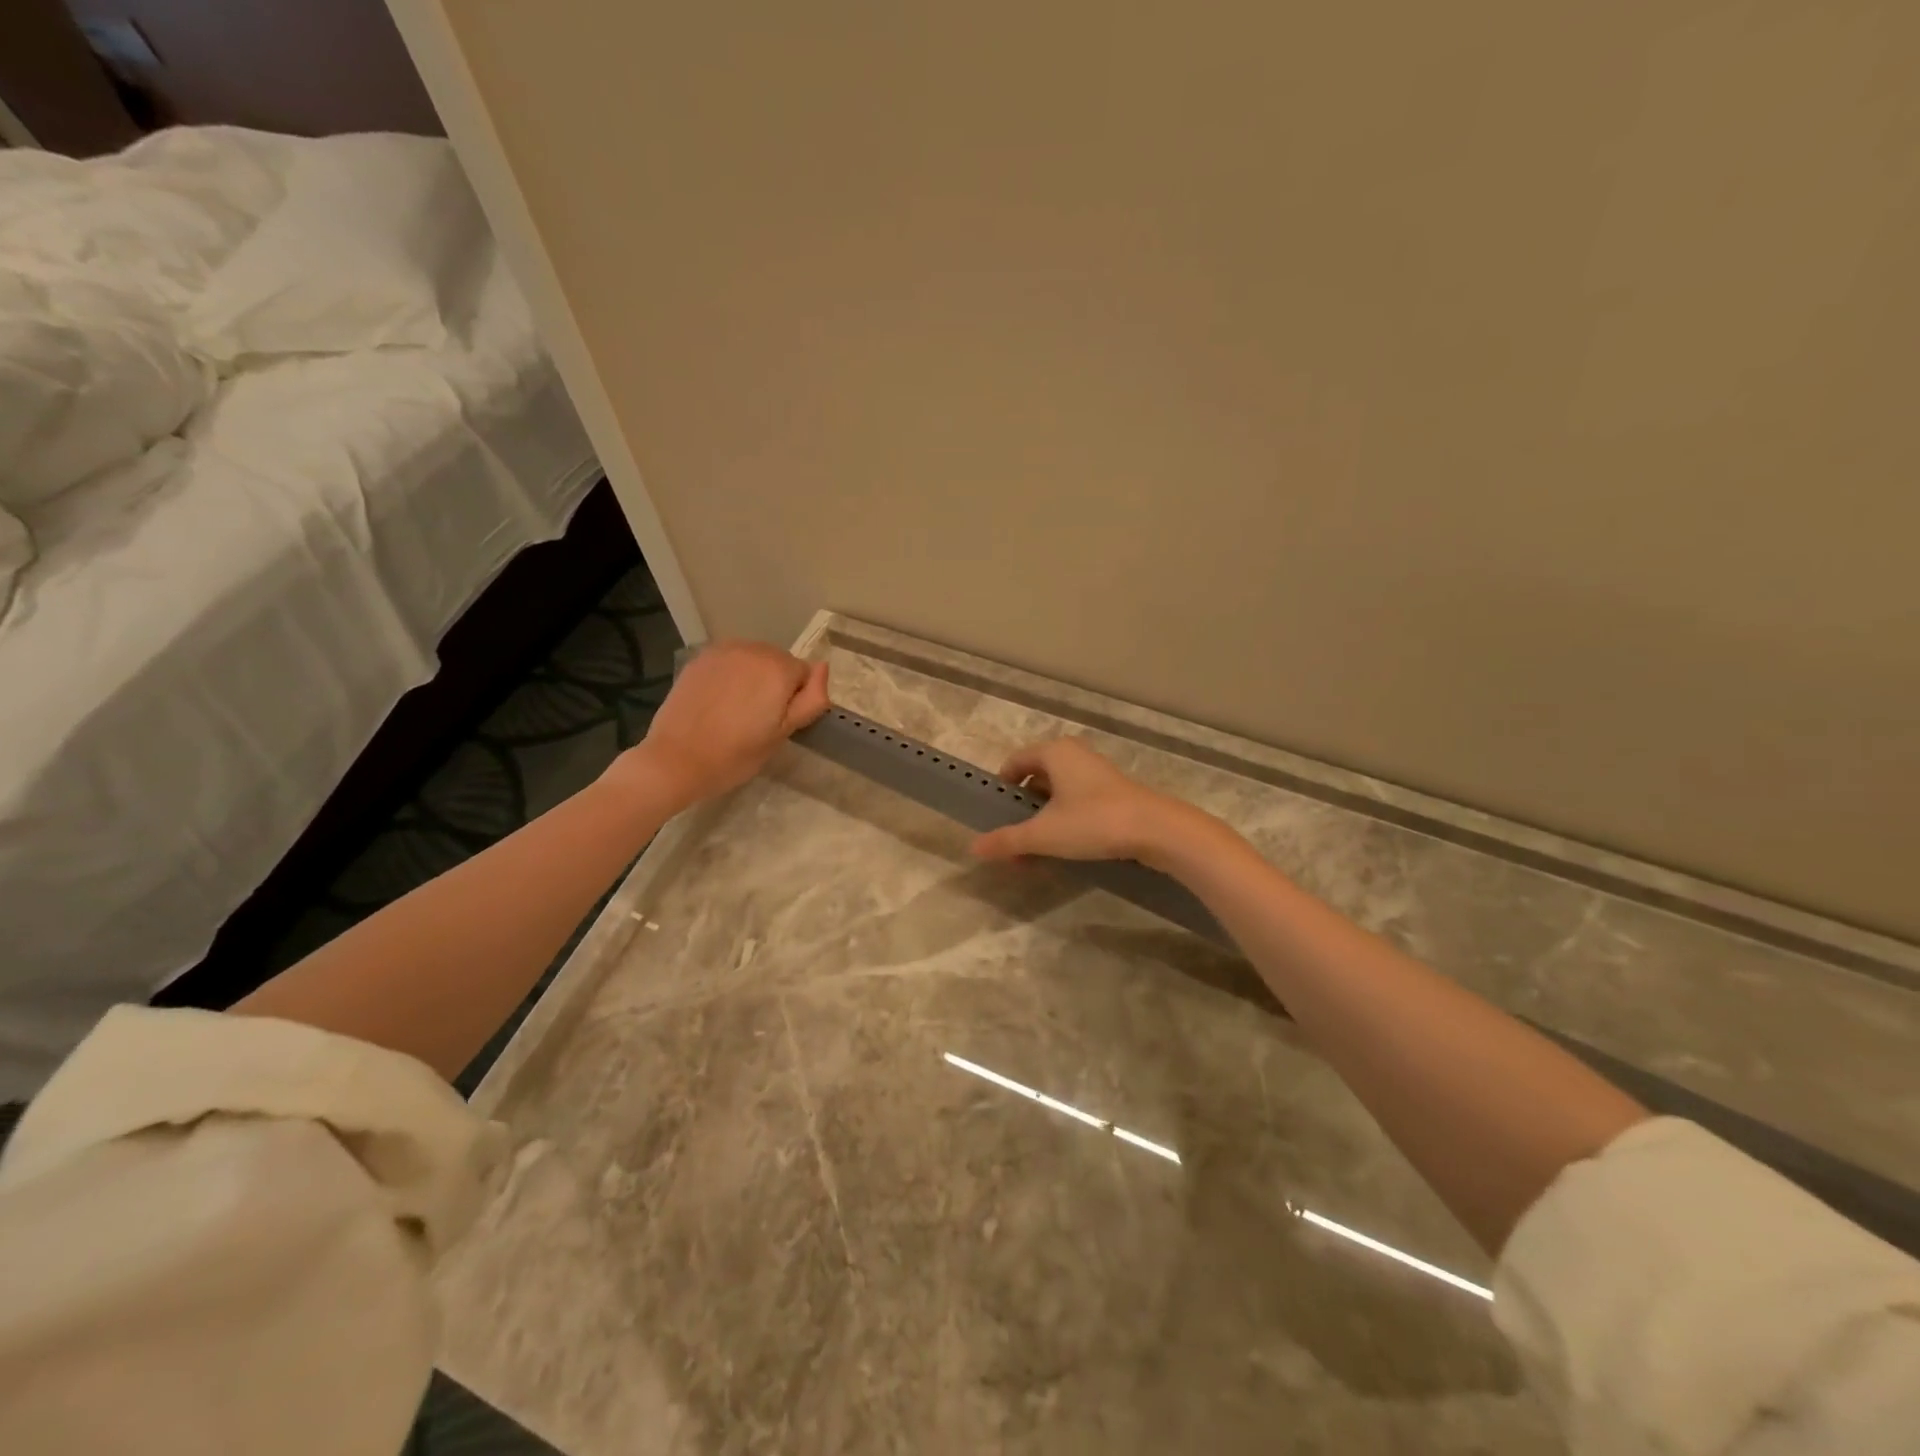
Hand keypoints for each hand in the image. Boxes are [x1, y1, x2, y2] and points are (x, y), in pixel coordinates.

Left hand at [622, 640, 829, 809]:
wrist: (675, 760)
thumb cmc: (735, 754)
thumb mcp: (783, 734)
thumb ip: (810, 699)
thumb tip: (823, 668)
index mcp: (778, 669)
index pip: (804, 675)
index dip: (795, 700)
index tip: (777, 724)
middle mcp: (753, 650)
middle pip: (779, 662)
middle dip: (775, 684)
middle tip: (757, 720)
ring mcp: (723, 651)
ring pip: (754, 659)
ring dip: (752, 677)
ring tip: (736, 710)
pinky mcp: (700, 659)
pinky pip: (729, 661)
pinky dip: (730, 675)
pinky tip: (717, 701)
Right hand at [970, 738, 1207, 865]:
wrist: (1156, 830)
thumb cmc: (1093, 822)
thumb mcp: (1043, 834)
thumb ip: (1007, 840)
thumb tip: (973, 847)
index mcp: (1054, 752)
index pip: (1015, 762)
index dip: (1001, 788)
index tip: (995, 816)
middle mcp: (1074, 755)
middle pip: (1036, 778)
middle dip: (1022, 809)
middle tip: (1014, 839)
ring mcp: (1096, 773)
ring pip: (1058, 793)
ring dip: (1043, 818)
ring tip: (1037, 849)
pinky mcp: (1113, 792)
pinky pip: (1077, 801)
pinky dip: (1066, 820)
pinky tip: (1067, 847)